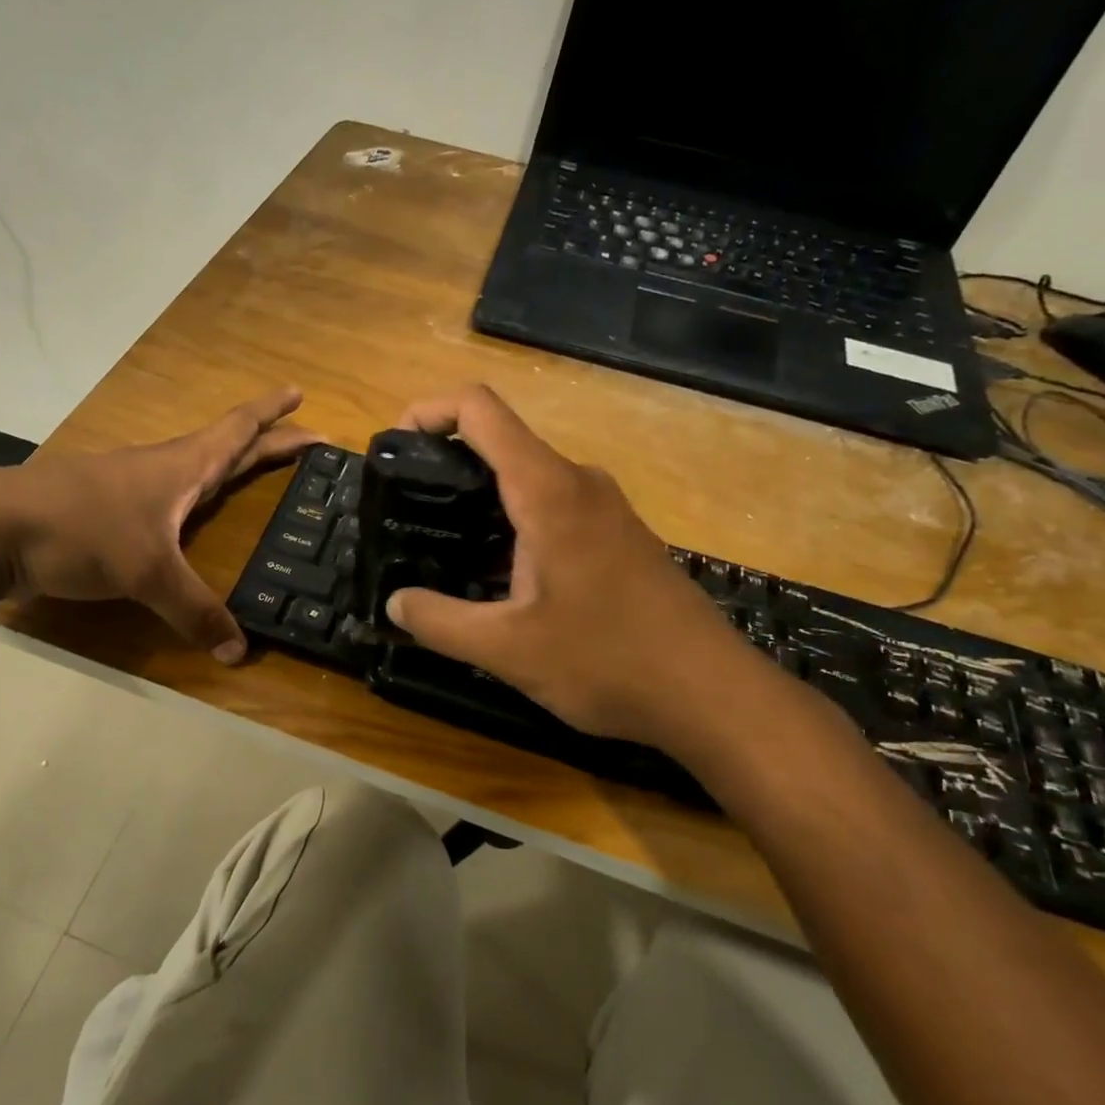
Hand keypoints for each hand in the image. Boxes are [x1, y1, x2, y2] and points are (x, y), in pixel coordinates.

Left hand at [0, 388, 315, 661]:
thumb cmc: (81, 529)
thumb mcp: (147, 572)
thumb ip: (194, 611)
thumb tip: (238, 653)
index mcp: (182, 466)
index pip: (238, 429)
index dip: (273, 414)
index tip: (301, 393)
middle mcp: (163, 469)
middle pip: (227, 447)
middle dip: (268, 442)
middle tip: (307, 441)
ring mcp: (134, 489)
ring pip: (196, 470)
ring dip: (231, 467)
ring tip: (256, 475)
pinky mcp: (111, 513)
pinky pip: (170, 499)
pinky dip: (197, 499)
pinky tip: (193, 520)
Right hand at [384, 385, 781, 761]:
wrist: (711, 694)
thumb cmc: (607, 660)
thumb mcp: (507, 648)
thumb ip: (439, 621)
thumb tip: (394, 602)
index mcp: (548, 490)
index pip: (480, 410)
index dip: (428, 411)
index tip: (394, 448)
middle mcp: (578, 483)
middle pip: (500, 443)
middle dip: (445, 467)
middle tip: (408, 514)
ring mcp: (603, 509)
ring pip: (526, 481)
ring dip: (479, 505)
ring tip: (440, 550)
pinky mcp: (617, 536)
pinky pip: (551, 510)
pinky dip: (511, 527)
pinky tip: (495, 581)